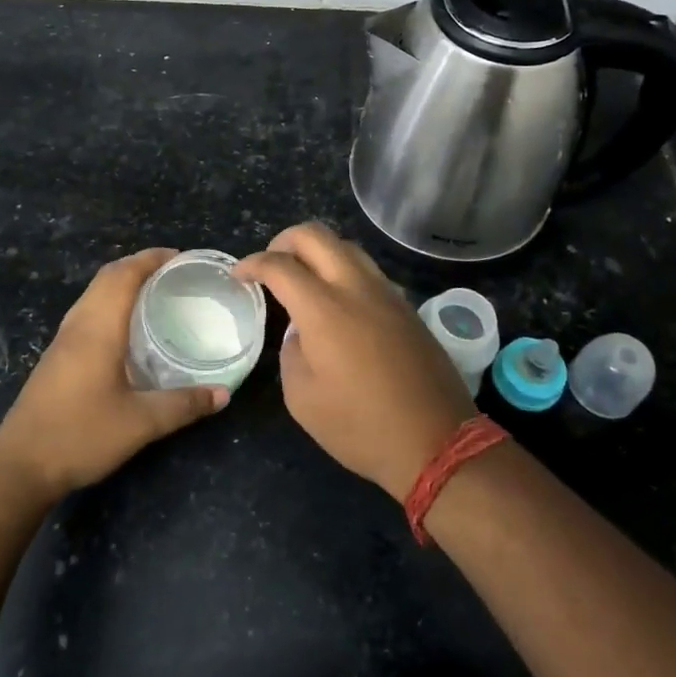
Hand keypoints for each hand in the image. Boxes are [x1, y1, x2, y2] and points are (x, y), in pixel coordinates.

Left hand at [0, 248, 227, 500]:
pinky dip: (109, 303)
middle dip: (138, 265)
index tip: (180, 257)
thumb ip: (183, 405)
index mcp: (98, 328)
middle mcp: (78, 325)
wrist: (19, 465)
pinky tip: (125, 330)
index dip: (151, 258)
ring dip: (121, 283)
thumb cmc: (81, 435)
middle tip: (173, 273)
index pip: (124, 274)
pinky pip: (86, 312)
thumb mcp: (140, 423)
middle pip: (106, 277)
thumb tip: (223, 393)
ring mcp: (62, 341)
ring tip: (153, 293)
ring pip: (93, 294)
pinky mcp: (55, 357)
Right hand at [236, 223, 475, 498]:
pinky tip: (337, 300)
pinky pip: (368, 270)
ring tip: (302, 278)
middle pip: (315, 234)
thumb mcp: (302, 398)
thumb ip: (291, 351)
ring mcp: (386, 293)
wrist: (437, 441)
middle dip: (283, 241)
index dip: (252, 263)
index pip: (279, 265)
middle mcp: (356, 287)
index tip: (238, 275)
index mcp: (324, 308)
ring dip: (318, 251)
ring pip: (346, 245)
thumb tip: (301, 332)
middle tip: (270, 265)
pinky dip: (343, 270)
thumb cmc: (361, 426)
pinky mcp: (406, 306)